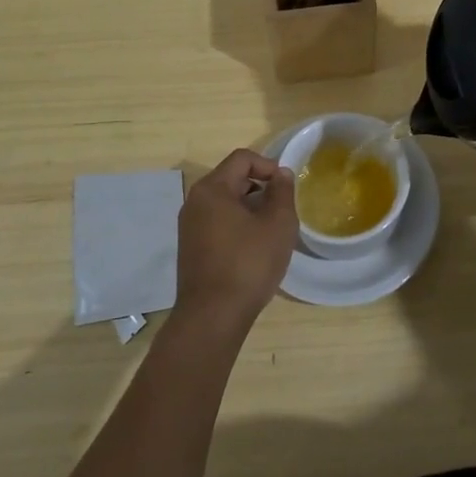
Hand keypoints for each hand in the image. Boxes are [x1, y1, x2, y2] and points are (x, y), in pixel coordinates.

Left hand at [175, 150, 297, 332]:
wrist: (213, 317)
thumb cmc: (248, 264)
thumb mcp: (278, 224)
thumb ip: (282, 192)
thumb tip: (281, 174)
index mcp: (212, 189)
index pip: (242, 159)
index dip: (269, 166)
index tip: (286, 188)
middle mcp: (194, 202)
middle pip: (232, 178)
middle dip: (260, 188)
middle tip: (282, 210)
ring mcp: (189, 226)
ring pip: (225, 202)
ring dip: (250, 208)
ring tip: (270, 230)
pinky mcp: (190, 247)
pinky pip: (217, 222)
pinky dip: (237, 225)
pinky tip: (253, 248)